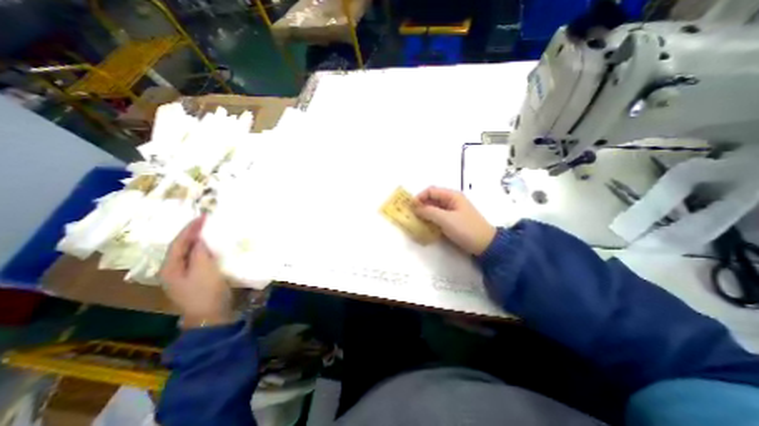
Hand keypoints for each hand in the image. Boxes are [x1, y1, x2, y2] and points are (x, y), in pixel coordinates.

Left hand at [158, 216, 233, 328]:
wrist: (211, 316)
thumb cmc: (206, 292)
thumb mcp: (203, 270)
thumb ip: (199, 252)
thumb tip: (199, 238)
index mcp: (170, 267)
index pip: (179, 242)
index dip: (190, 228)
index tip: (203, 216)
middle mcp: (174, 269)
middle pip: (182, 246)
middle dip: (193, 233)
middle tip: (207, 221)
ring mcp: (185, 275)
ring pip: (190, 252)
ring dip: (200, 241)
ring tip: (211, 230)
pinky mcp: (197, 278)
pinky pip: (199, 258)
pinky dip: (205, 250)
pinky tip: (214, 247)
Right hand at [414, 187, 498, 255]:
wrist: (485, 244)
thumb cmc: (466, 229)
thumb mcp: (446, 219)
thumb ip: (429, 212)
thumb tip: (415, 208)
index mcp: (452, 195)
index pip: (431, 191)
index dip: (420, 197)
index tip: (411, 207)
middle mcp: (451, 200)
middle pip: (432, 199)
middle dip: (421, 205)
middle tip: (411, 215)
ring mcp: (452, 211)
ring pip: (434, 208)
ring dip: (425, 213)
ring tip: (416, 221)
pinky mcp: (452, 220)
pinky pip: (438, 216)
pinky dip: (431, 219)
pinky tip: (425, 226)